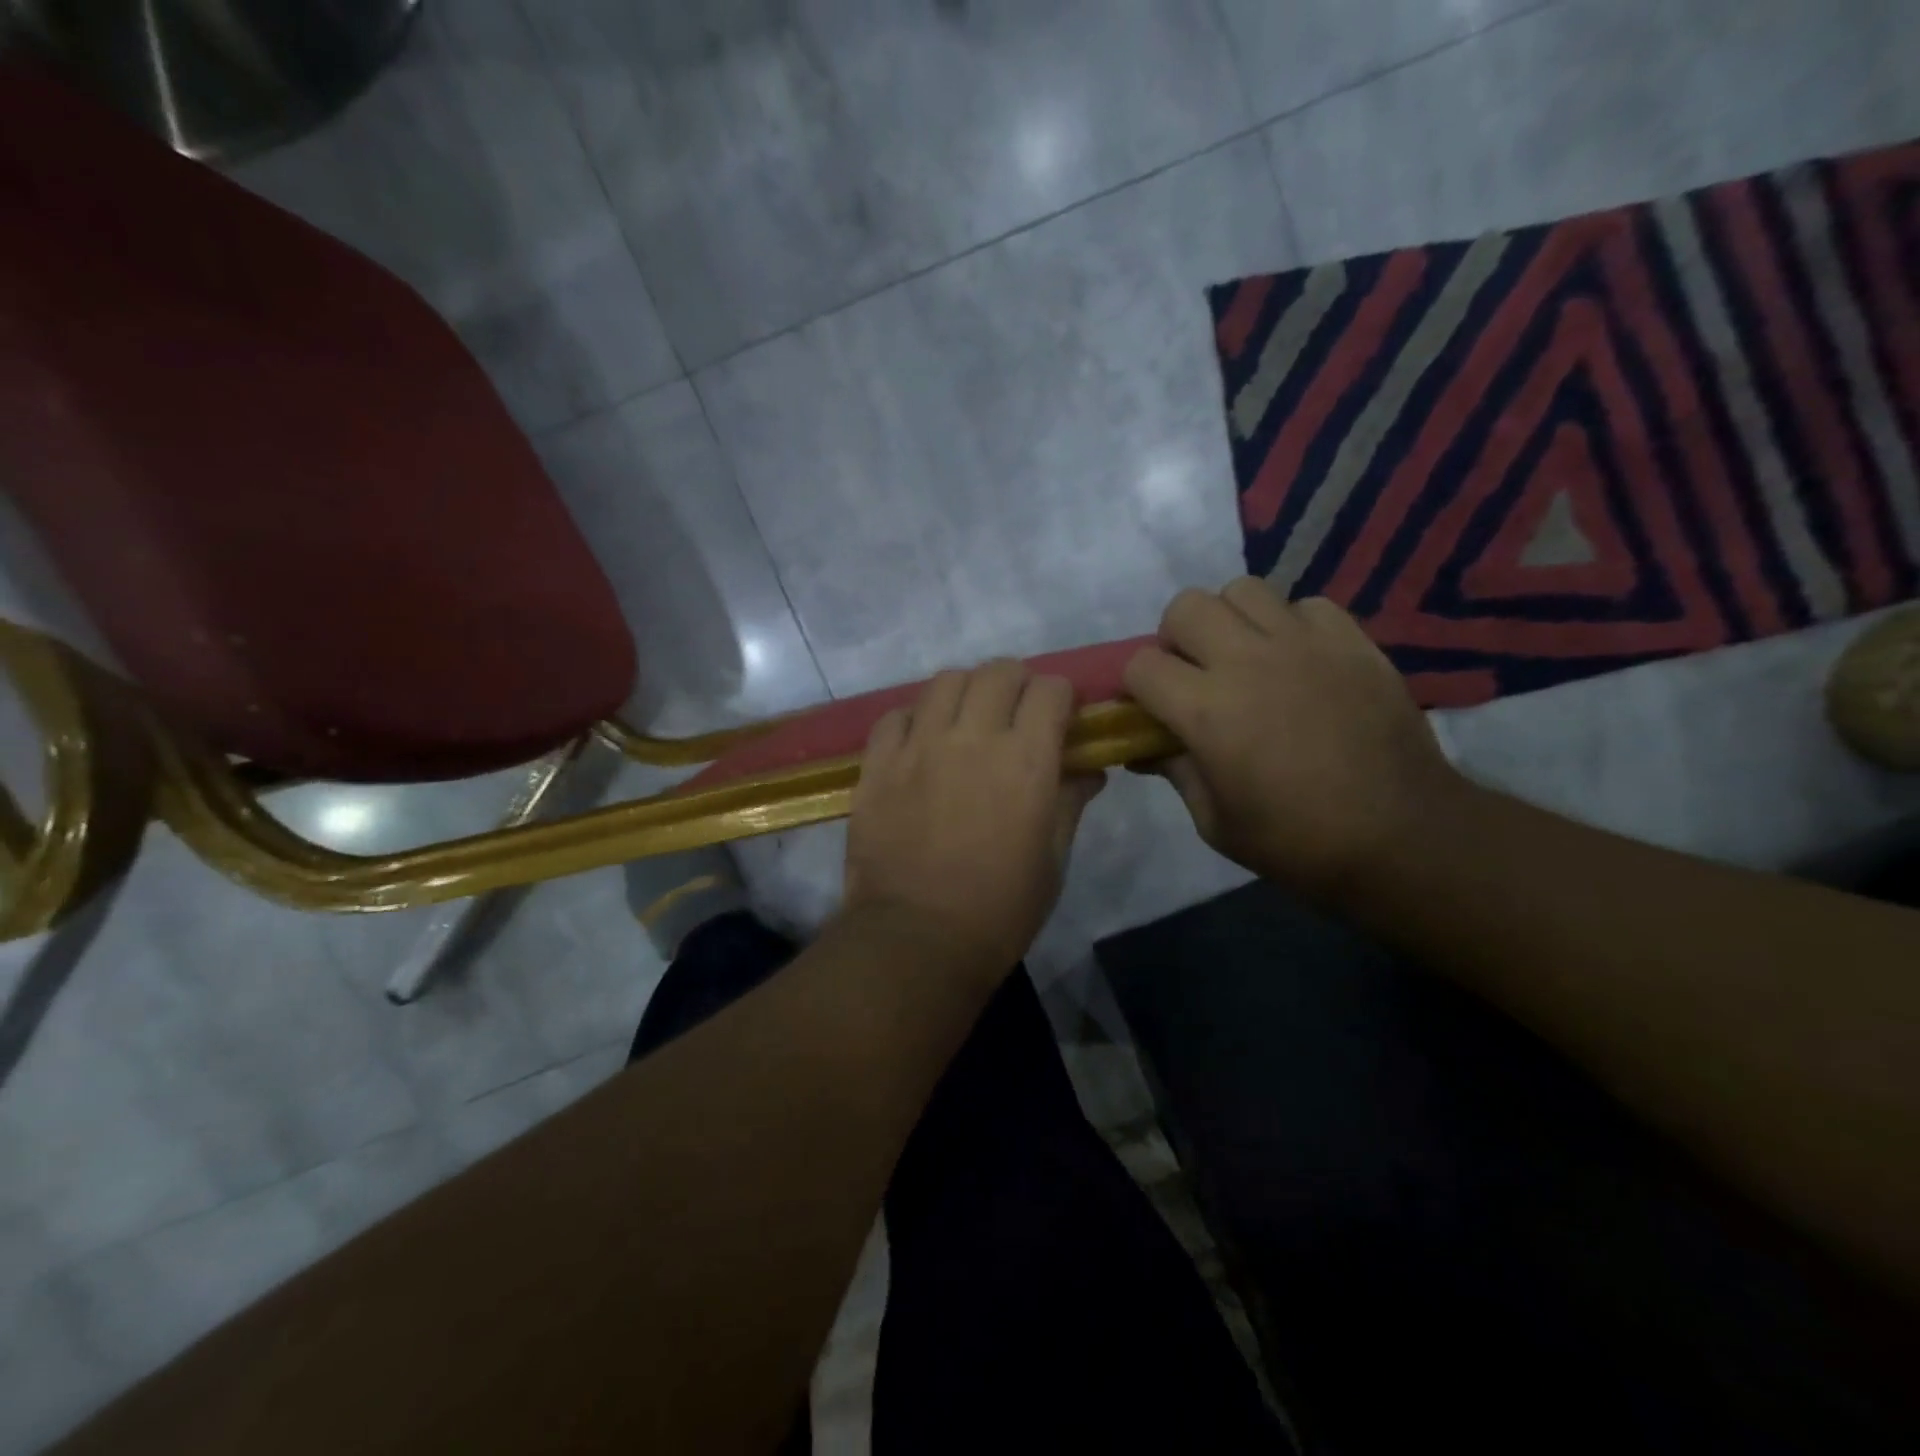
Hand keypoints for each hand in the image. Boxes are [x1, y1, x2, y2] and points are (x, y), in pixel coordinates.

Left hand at [843, 660, 1105, 973]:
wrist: (916, 940)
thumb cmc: (999, 910)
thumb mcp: (1053, 861)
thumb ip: (1071, 803)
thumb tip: (1089, 770)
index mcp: (1025, 760)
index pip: (1050, 689)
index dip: (1061, 697)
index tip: (1060, 717)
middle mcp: (972, 738)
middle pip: (997, 671)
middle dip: (1016, 683)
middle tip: (1015, 714)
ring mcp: (918, 747)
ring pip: (945, 681)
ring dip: (965, 692)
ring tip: (965, 720)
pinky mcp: (877, 764)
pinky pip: (895, 715)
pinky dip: (914, 719)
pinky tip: (919, 743)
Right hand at [1123, 579, 1462, 898]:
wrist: (1403, 837)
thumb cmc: (1298, 841)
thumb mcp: (1216, 822)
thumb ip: (1175, 772)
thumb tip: (1145, 748)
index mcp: (1207, 710)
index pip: (1141, 665)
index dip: (1137, 687)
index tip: (1151, 710)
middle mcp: (1248, 661)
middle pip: (1186, 607)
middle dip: (1176, 638)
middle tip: (1195, 675)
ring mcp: (1304, 644)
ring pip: (1243, 590)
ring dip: (1231, 621)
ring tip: (1246, 658)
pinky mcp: (1352, 641)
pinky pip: (1306, 605)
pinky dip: (1292, 625)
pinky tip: (1301, 662)